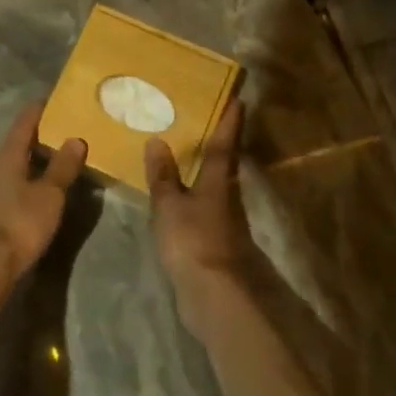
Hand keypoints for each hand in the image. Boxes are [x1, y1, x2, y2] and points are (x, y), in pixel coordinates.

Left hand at [0, 102, 85, 280]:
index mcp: (9, 153)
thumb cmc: (21, 222)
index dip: (42, 107)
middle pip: (23, 138)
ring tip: (68, 150)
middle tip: (72, 123)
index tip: (61, 98)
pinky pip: (23, 178)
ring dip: (43, 153)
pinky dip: (39, 173)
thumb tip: (76, 138)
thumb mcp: (50, 193)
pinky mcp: (2, 205)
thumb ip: (63, 166)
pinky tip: (54, 181)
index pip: (26, 119)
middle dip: (46, 130)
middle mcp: (1, 164)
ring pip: (23, 159)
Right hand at [146, 101, 256, 331]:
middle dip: (218, 143)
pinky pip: (204, 207)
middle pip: (224, 164)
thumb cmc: (191, 240)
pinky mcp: (216, 241)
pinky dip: (193, 195)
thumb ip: (162, 175)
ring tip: (184, 154)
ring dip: (204, 170)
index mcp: (217, 182)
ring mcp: (224, 221)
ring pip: (215, 186)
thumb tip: (157, 140)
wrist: (212, 295)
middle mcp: (226, 197)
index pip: (224, 145)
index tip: (237, 100)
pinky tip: (179, 195)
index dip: (229, 122)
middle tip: (204, 120)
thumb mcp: (169, 204)